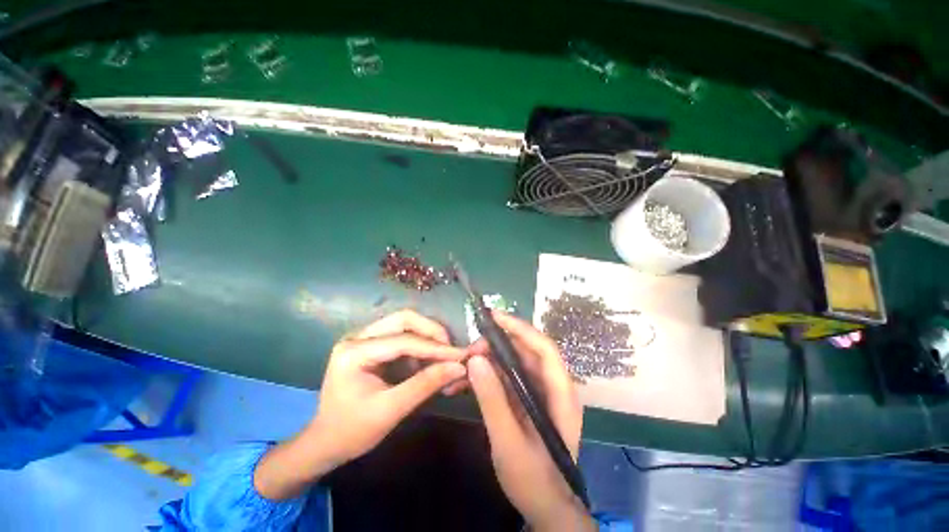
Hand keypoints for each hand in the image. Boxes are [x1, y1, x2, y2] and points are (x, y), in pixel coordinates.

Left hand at [254, 309, 466, 499]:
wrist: (325, 443)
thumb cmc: (352, 431)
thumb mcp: (390, 411)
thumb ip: (425, 385)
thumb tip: (459, 368)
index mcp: (354, 352)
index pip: (403, 341)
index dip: (436, 348)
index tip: (461, 355)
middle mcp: (358, 336)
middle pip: (404, 319)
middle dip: (432, 332)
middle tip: (452, 350)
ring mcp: (365, 338)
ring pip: (405, 324)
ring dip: (428, 338)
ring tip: (444, 358)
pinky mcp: (373, 344)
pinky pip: (403, 335)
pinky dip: (420, 346)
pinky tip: (429, 363)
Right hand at [466, 311, 593, 531]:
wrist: (545, 508)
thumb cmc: (534, 480)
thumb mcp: (509, 442)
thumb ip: (493, 400)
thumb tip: (476, 360)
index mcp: (560, 394)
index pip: (544, 348)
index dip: (521, 328)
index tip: (494, 317)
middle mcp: (552, 386)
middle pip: (525, 352)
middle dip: (496, 346)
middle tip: (469, 351)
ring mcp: (539, 393)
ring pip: (513, 363)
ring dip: (488, 361)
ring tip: (462, 367)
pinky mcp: (526, 399)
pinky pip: (506, 378)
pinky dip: (487, 376)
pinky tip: (465, 383)